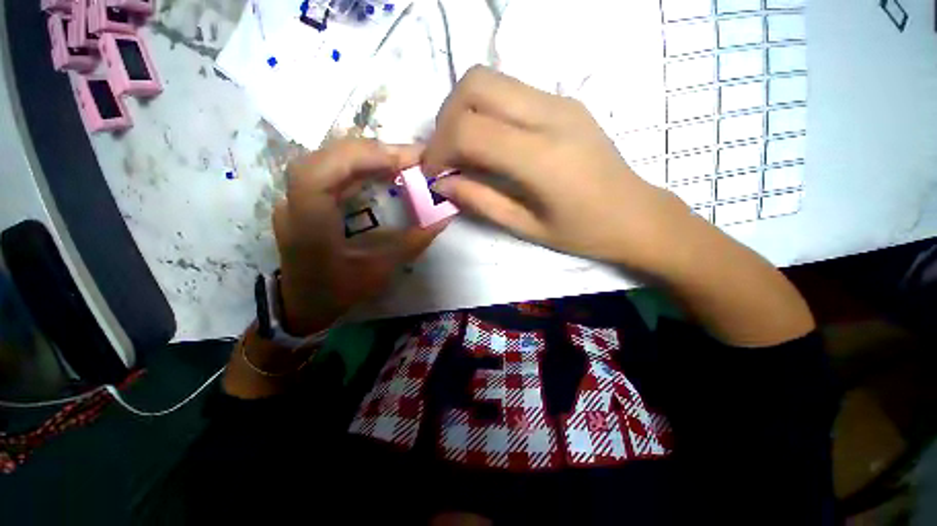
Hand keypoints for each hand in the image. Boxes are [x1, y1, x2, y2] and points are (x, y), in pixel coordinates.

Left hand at [274, 139, 447, 335]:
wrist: (303, 302)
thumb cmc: (339, 291)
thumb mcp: (381, 270)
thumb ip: (413, 241)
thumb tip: (443, 217)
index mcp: (308, 224)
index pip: (322, 173)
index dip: (361, 158)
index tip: (403, 161)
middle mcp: (294, 203)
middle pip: (326, 156)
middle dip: (371, 151)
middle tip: (410, 158)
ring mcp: (295, 197)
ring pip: (327, 157)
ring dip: (365, 154)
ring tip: (399, 160)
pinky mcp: (304, 197)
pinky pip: (331, 168)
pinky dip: (358, 163)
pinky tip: (379, 169)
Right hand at [422, 66, 690, 270]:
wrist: (636, 215)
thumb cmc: (583, 232)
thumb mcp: (525, 227)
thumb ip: (480, 201)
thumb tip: (442, 184)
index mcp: (542, 157)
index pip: (469, 128)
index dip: (439, 149)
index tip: (433, 173)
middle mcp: (551, 115)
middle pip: (475, 83)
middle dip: (446, 118)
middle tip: (446, 155)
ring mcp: (560, 101)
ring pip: (491, 80)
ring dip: (464, 111)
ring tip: (464, 150)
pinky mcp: (564, 102)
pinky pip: (511, 91)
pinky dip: (486, 111)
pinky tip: (491, 143)